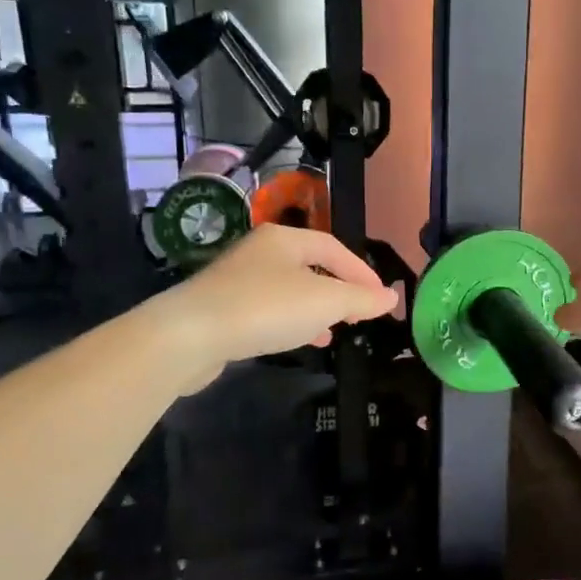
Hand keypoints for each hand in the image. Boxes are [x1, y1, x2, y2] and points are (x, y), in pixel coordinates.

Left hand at [168, 226, 398, 370]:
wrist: (189, 335)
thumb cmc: (265, 308)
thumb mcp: (325, 302)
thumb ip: (361, 299)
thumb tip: (391, 297)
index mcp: (285, 238)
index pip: (335, 248)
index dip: (362, 272)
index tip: (381, 299)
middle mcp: (260, 251)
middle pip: (311, 266)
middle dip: (339, 290)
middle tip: (359, 314)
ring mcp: (238, 279)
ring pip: (289, 289)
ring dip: (316, 309)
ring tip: (335, 331)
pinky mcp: (223, 307)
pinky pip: (268, 309)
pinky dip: (291, 322)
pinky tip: (301, 340)